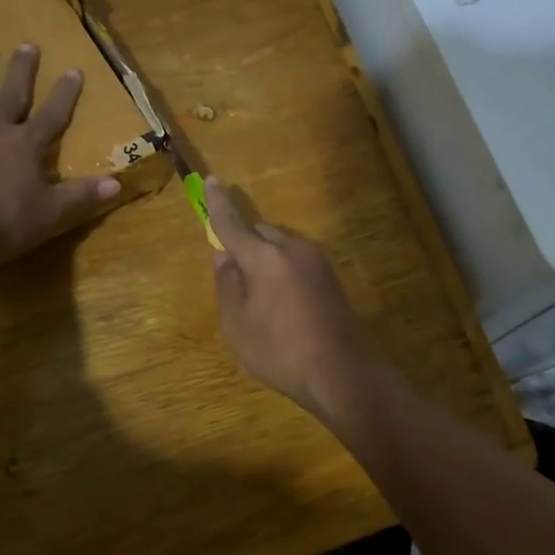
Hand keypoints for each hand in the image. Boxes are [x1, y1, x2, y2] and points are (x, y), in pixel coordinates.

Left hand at [0, 44, 119, 267]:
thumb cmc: (4, 221)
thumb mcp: (52, 212)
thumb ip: (82, 194)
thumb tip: (117, 183)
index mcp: (26, 144)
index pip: (53, 114)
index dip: (65, 93)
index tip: (74, 69)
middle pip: (12, 95)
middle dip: (22, 70)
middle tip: (27, 45)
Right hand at [205, 176, 380, 424]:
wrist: (343, 373)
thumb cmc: (280, 351)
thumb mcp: (238, 323)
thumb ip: (227, 283)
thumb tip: (223, 255)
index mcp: (265, 257)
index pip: (233, 223)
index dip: (218, 204)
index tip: (212, 181)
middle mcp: (293, 248)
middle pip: (260, 231)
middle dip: (243, 241)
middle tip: (232, 271)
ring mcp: (317, 261)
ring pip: (280, 245)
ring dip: (264, 257)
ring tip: (257, 294)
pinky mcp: (330, 277)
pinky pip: (296, 260)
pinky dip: (281, 268)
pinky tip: (280, 300)